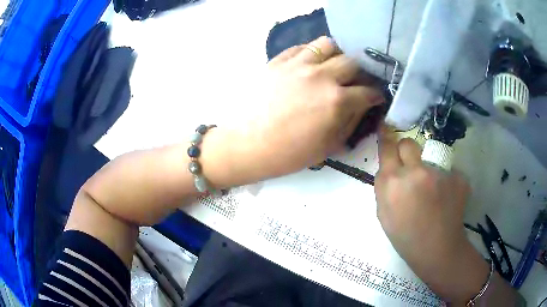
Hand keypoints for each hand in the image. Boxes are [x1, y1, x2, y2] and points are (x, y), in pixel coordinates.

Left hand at [244, 36, 383, 177]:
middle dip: (360, 73)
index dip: (376, 95)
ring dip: (336, 55)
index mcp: (337, 101)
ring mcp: (298, 64)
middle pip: (352, 62)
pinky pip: (301, 47)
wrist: (248, 145)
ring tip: (332, 66)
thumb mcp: (328, 147)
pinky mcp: (278, 61)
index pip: (368, 91)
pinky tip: (309, 64)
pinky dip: (310, 52)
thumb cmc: (289, 153)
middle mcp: (321, 76)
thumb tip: (362, 107)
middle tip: (355, 82)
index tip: (375, 96)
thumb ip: (350, 123)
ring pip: (327, 44)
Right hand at [374, 127, 488, 303]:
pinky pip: (447, 172)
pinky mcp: (457, 177)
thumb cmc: (405, 237)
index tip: (386, 127)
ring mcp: (439, 174)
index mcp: (393, 183)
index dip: (386, 136)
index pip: (387, 147)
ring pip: (430, 159)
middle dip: (407, 151)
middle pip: (409, 143)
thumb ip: (384, 186)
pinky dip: (445, 182)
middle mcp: (416, 172)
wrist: (437, 249)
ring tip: (433, 194)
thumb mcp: (383, 214)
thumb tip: (390, 168)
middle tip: (412, 167)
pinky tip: (446, 199)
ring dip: (428, 170)